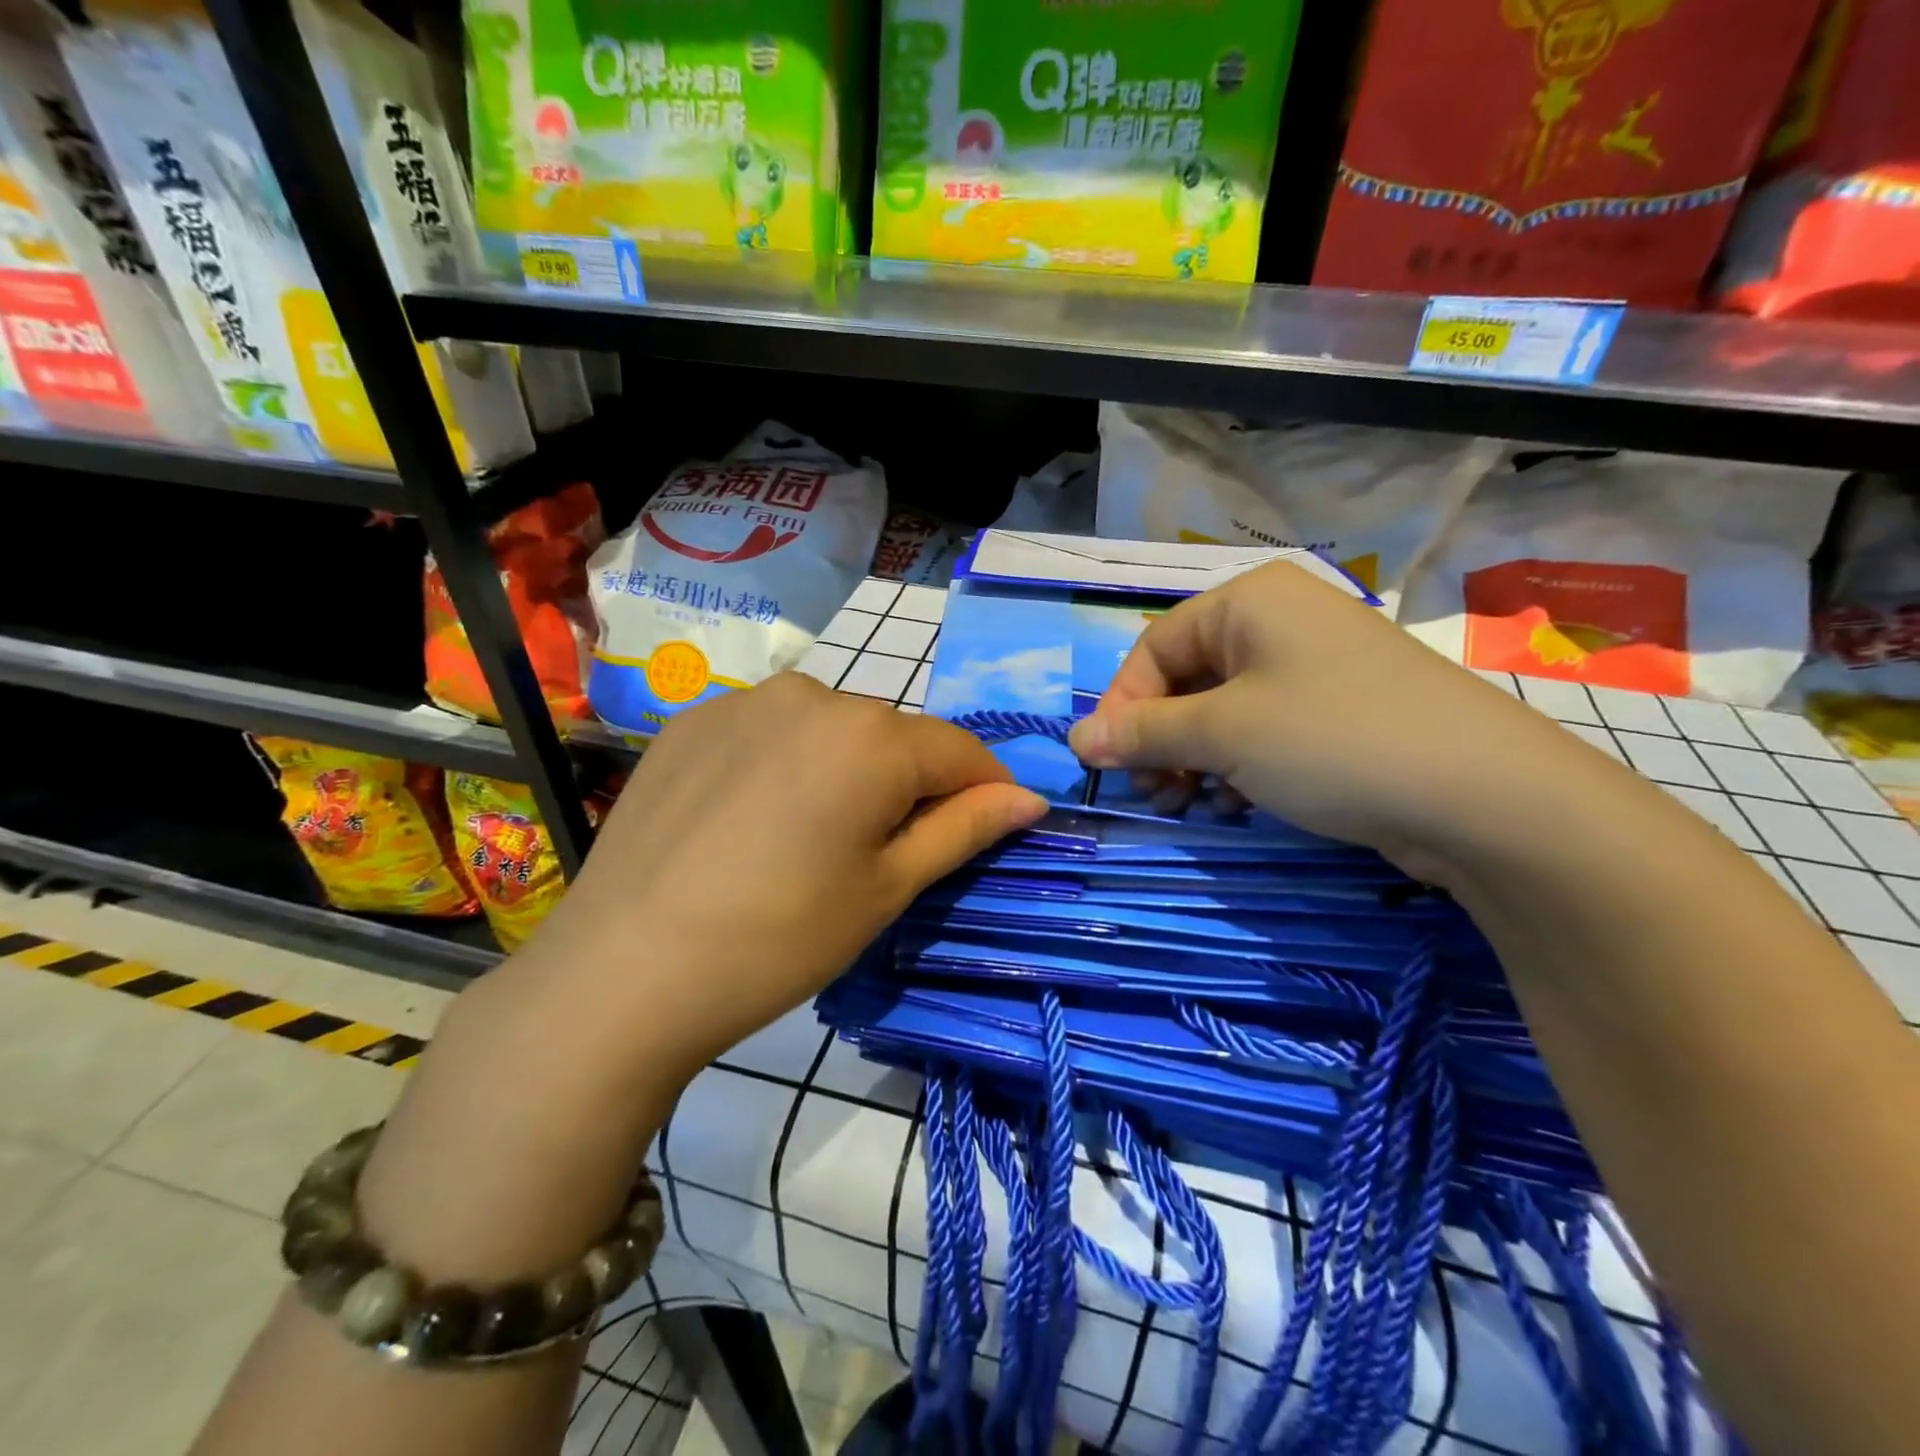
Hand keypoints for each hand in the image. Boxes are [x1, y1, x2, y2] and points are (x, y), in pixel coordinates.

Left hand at [529, 671, 1047, 1074]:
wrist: (623, 972)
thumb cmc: (779, 939)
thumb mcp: (887, 889)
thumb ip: (965, 829)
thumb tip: (1029, 798)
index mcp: (871, 735)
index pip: (961, 751)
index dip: (986, 791)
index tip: (988, 832)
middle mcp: (813, 694)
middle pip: (893, 737)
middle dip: (909, 784)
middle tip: (883, 856)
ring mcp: (744, 700)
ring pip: (831, 730)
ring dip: (847, 770)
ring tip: (811, 840)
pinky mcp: (693, 719)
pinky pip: (770, 732)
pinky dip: (786, 765)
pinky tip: (753, 820)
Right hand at [1067, 558, 1623, 882]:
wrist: (1487, 798)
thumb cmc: (1333, 741)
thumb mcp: (1223, 734)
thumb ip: (1142, 734)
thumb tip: (1078, 740)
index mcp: (1250, 602)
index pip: (1154, 647)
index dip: (1123, 706)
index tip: (1107, 763)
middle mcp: (1281, 622)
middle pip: (1187, 679)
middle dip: (1160, 739)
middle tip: (1156, 794)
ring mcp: (1316, 668)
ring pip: (1223, 710)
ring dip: (1194, 758)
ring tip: (1195, 804)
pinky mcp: (1341, 713)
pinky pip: (1264, 730)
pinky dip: (1238, 765)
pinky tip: (1238, 803)